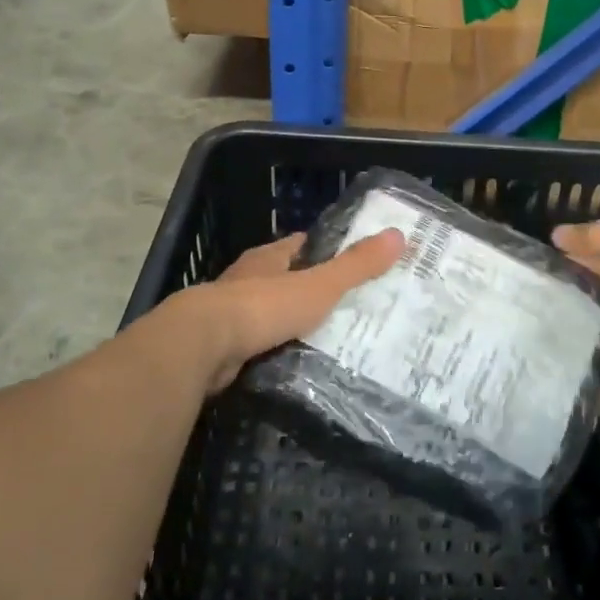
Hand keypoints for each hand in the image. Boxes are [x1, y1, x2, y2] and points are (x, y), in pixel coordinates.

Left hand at [188, 229, 405, 391]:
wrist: (201, 347)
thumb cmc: (262, 306)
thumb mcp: (319, 285)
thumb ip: (356, 265)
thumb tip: (398, 235)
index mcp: (269, 258)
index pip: (301, 246)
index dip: (326, 250)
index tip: (353, 260)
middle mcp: (247, 280)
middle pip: (285, 279)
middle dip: (310, 290)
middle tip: (348, 306)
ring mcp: (230, 314)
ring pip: (270, 314)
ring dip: (291, 323)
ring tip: (328, 339)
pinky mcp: (221, 347)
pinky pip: (258, 346)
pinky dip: (275, 351)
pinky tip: (296, 364)